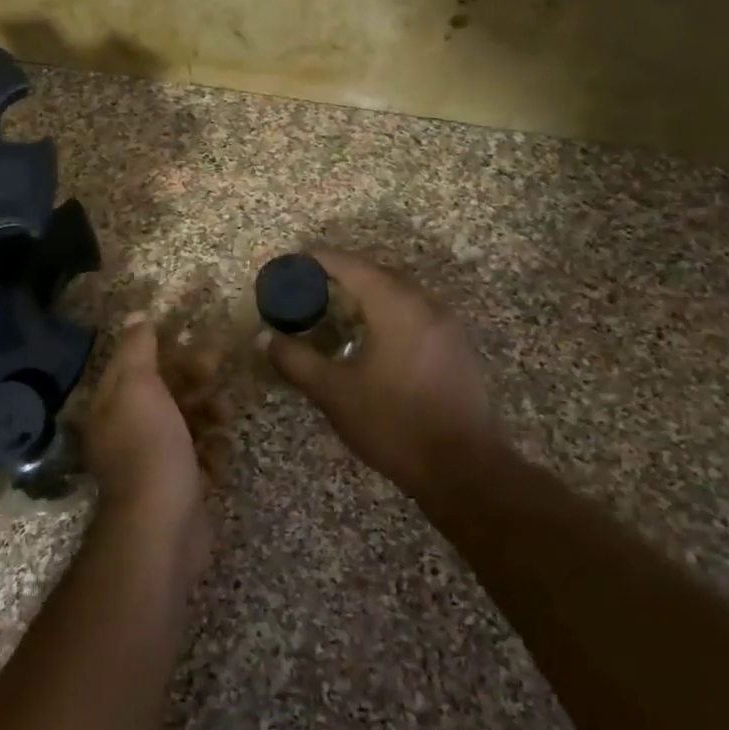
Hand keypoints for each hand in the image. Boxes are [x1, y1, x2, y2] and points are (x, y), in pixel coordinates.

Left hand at [81, 317, 222, 571]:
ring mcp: (152, 460)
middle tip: (219, 364)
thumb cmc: (149, 448)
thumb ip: (138, 350)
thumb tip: (138, 316)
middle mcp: (126, 430)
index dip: (163, 347)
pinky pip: (199, 457)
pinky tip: (220, 455)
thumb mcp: (138, 387)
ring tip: (225, 415)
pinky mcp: (178, 485)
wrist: (162, 527)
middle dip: (192, 376)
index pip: (134, 363)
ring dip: (208, 413)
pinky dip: (212, 452)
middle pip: (163, 391)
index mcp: (110, 405)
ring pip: (185, 422)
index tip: (194, 335)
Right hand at [261, 249, 506, 502]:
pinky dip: (386, 312)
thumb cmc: (393, 424)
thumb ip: (296, 360)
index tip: (290, 264)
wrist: (463, 469)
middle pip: (377, 274)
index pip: (351, 266)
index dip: (318, 261)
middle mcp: (425, 304)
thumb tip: (265, 338)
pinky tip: (369, 338)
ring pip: (399, 293)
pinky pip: (414, 313)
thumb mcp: (334, 393)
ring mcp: (446, 325)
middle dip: (341, 276)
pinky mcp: (456, 347)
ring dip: (365, 295)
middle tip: (306, 289)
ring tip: (333, 311)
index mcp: (396, 306)